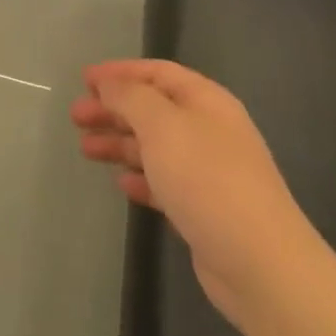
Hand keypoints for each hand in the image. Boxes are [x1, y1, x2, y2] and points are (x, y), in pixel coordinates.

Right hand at [74, 60, 335, 334]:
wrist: (259, 263)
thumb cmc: (207, 180)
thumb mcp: (162, 125)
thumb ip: (130, 97)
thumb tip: (109, 83)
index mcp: (206, 101)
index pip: (158, 73)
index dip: (120, 72)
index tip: (83, 79)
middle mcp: (209, 130)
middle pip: (153, 109)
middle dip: (113, 109)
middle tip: (76, 117)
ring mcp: (208, 171)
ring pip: (155, 145)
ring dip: (120, 142)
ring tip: (86, 149)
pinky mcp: (204, 208)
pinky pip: (164, 181)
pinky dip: (140, 177)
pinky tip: (120, 184)